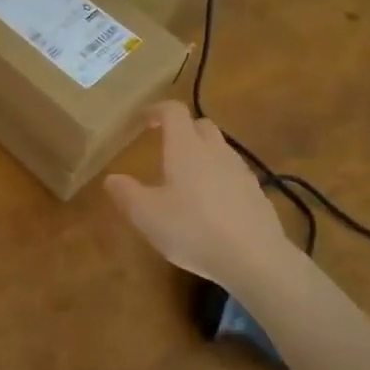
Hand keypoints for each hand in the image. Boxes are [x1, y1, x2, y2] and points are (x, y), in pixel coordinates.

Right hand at [105, 101, 297, 294]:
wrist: (254, 259)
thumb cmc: (193, 229)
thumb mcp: (147, 215)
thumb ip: (126, 194)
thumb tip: (112, 178)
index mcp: (186, 147)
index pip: (173, 111)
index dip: (156, 110)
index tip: (143, 121)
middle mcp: (216, 151)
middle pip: (201, 125)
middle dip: (183, 130)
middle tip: (166, 148)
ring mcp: (241, 171)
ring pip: (220, 149)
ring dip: (203, 154)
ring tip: (188, 180)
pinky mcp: (257, 194)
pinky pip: (234, 174)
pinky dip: (220, 179)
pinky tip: (213, 206)